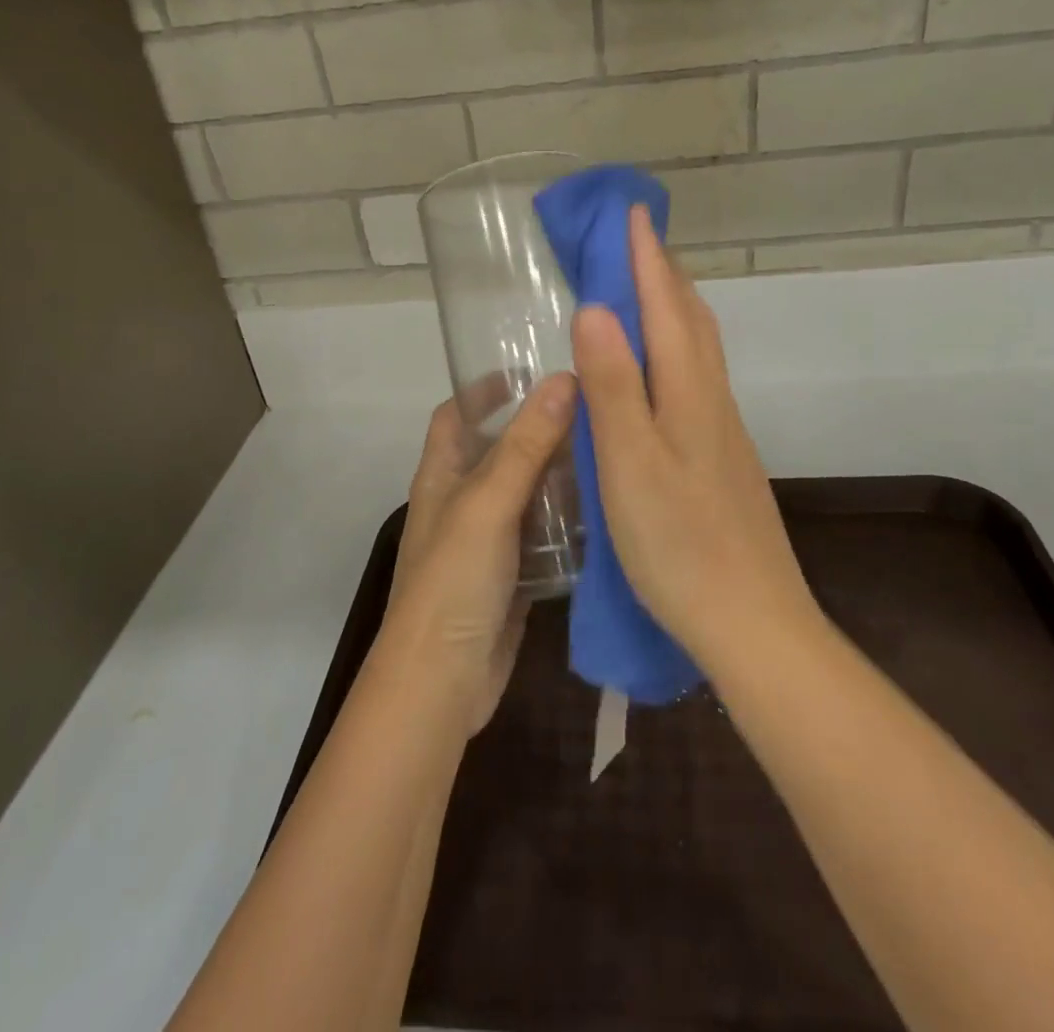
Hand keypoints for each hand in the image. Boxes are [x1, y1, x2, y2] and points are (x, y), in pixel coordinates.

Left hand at [381, 374, 576, 734]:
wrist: (442, 681)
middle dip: (539, 430)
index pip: (454, 415)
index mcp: (442, 476)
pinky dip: (569, 522)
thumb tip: (563, 380)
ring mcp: (489, 541)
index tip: (530, 372)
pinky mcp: (513, 576)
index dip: (483, 390)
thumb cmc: (453, 580)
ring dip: (561, 476)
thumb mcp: (487, 504)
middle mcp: (463, 502)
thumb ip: (525, 445)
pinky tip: (609, 511)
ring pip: (528, 494)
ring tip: (611, 453)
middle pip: (500, 451)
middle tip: (594, 412)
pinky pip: (544, 536)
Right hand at [571, 206, 812, 669]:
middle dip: (664, 271)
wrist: (751, 622)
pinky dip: (676, 348)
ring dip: (674, 306)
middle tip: (633, 241)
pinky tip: (661, 367)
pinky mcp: (722, 457)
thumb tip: (596, 307)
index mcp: (688, 393)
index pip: (665, 306)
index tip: (629, 212)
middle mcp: (712, 399)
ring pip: (699, 348)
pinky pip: (697, 378)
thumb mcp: (629, 464)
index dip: (646, 257)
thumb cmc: (679, 544)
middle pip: (691, 318)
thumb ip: (613, 386)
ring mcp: (722, 429)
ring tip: (645, 287)